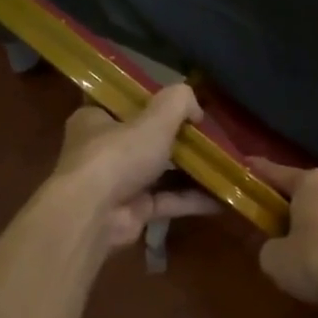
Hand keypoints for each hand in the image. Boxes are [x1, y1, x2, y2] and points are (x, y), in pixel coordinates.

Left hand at [50, 85, 220, 249]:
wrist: (95, 215)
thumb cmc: (118, 155)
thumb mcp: (154, 118)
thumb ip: (178, 102)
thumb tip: (196, 107)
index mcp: (95, 119)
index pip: (124, 104)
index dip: (153, 102)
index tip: (183, 104)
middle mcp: (102, 151)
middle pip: (145, 139)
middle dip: (178, 140)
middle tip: (210, 135)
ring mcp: (117, 184)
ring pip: (159, 172)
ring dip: (190, 171)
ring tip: (222, 164)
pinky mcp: (132, 211)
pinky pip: (167, 201)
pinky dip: (191, 200)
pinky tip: (222, 199)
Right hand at [249, 157, 317, 308]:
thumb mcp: (276, 260)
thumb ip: (269, 247)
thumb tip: (277, 246)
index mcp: (311, 184)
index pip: (277, 173)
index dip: (258, 171)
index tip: (246, 164)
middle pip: (308, 191)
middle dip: (293, 204)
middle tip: (276, 220)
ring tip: (309, 246)